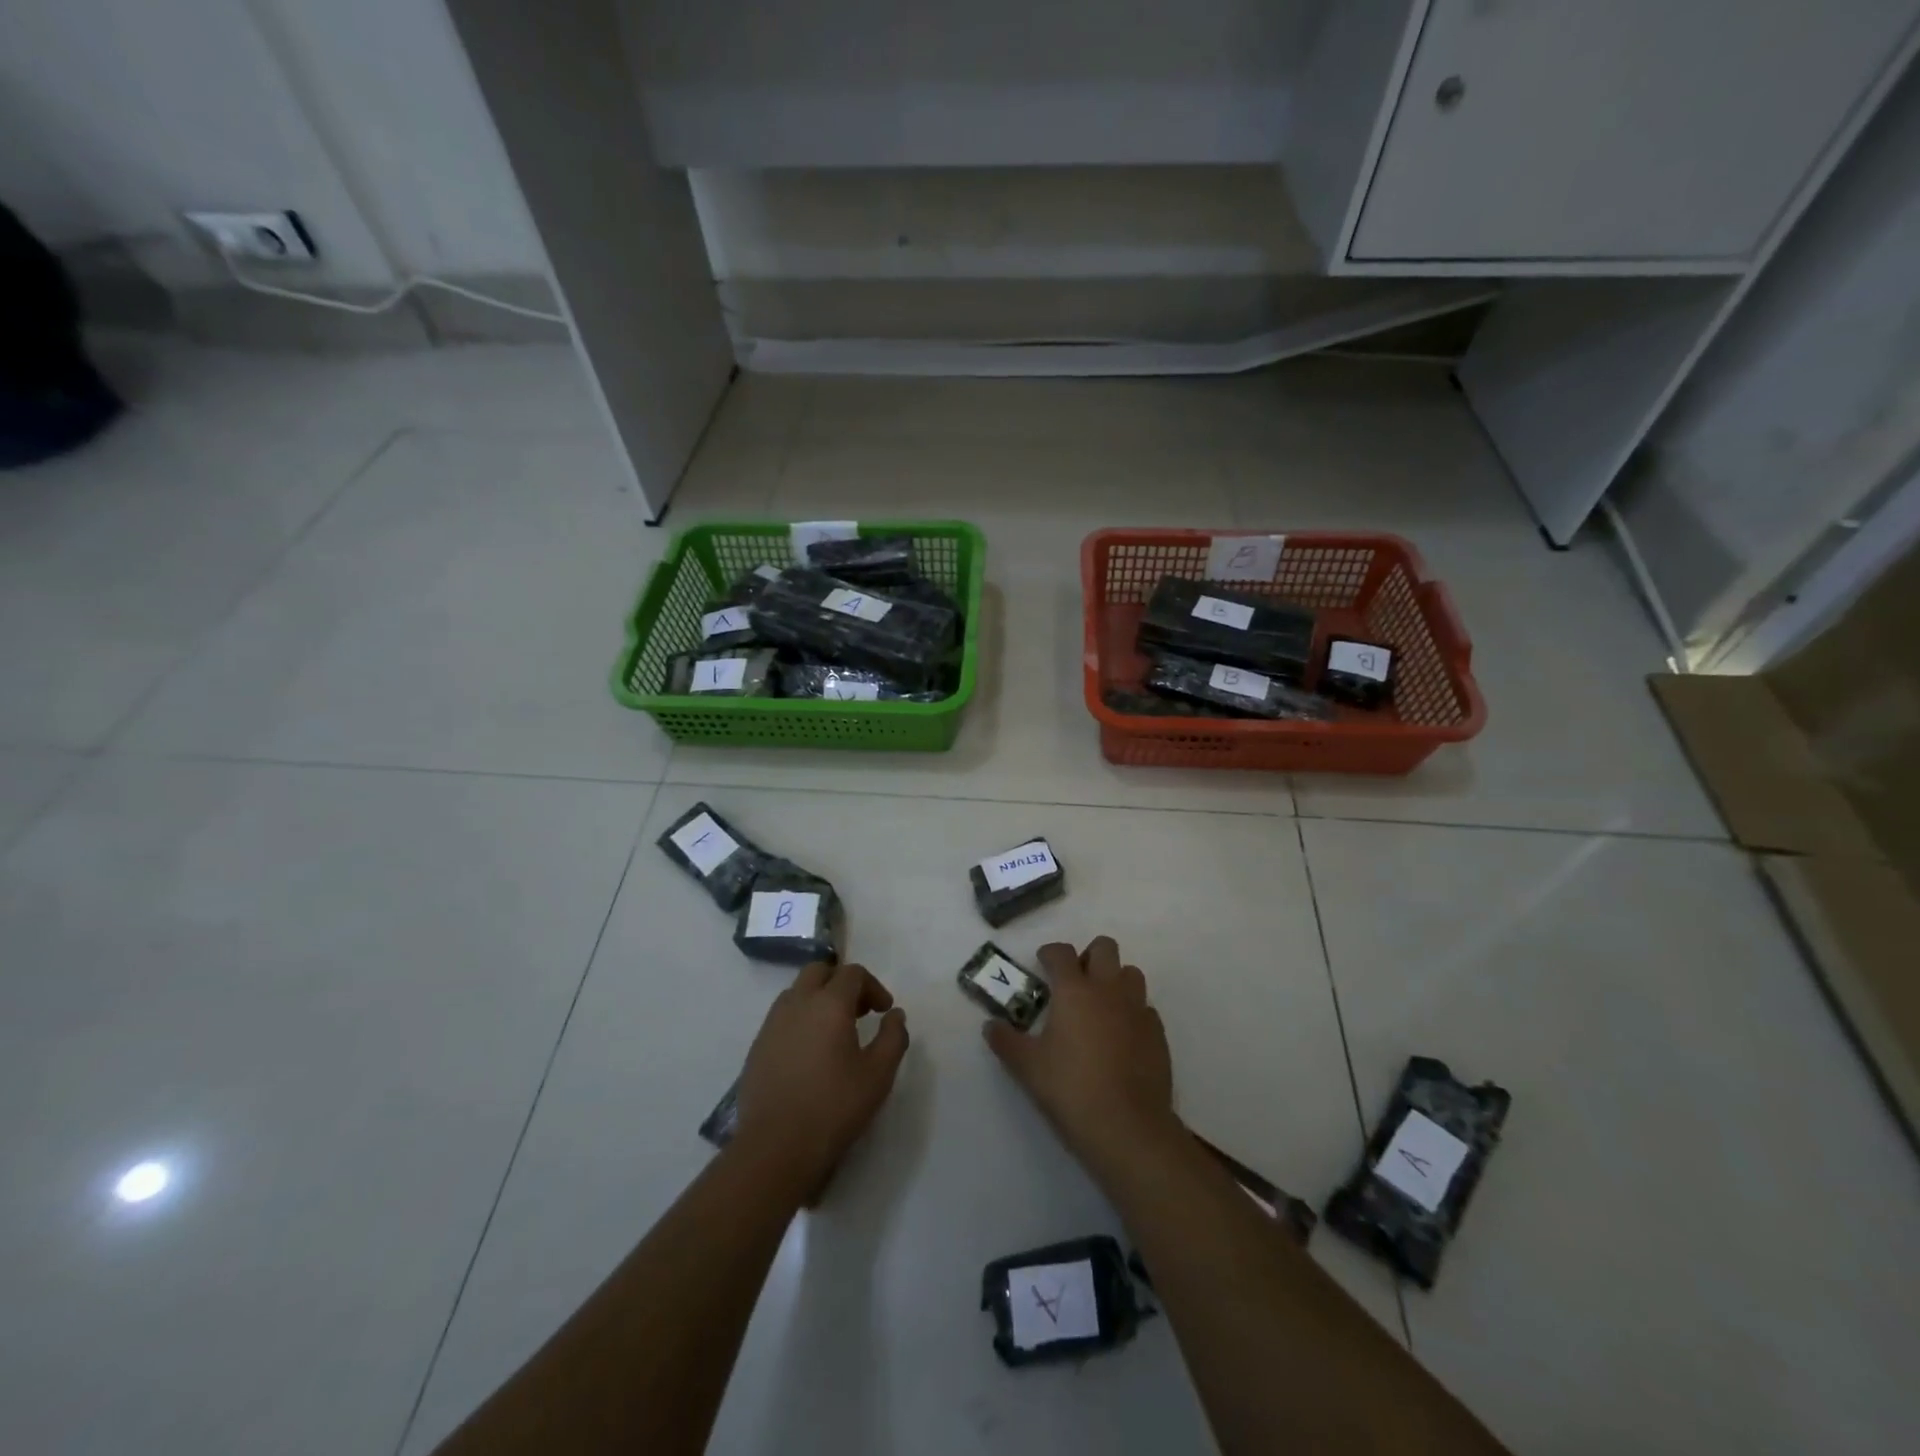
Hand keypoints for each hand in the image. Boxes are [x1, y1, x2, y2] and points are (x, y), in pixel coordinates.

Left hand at [734, 962, 909, 1198]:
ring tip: (834, 1031)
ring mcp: (772, 1023)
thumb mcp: (879, 1074)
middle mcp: (797, 1003)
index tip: (883, 1011)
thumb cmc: (834, 1107)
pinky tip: (809, 1053)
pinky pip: (782, 1016)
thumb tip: (895, 1015)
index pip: (853, 974)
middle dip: (842, 983)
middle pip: (820, 971)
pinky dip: (800, 1019)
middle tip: (858, 1011)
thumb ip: (893, 1037)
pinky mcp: (757, 1046)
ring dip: (818, 998)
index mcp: (829, 1003)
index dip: (873, 986)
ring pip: (797, 992)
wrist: (775, 1147)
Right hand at [983, 936, 1179, 1177]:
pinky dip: (1132, 1012)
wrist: (1127, 1126)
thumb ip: (1006, 1041)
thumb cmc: (1070, 1089)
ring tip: (1100, 1006)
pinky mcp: (1157, 1033)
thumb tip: (990, 1026)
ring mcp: (1137, 1009)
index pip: (1061, 952)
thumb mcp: (1027, 1067)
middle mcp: (1108, 989)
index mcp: (1074, 990)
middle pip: (1104, 947)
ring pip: (1131, 973)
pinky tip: (1122, 1036)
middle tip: (1075, 981)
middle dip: (1088, 956)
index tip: (1042, 963)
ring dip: (1115, 980)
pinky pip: (1145, 1008)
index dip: (1050, 953)